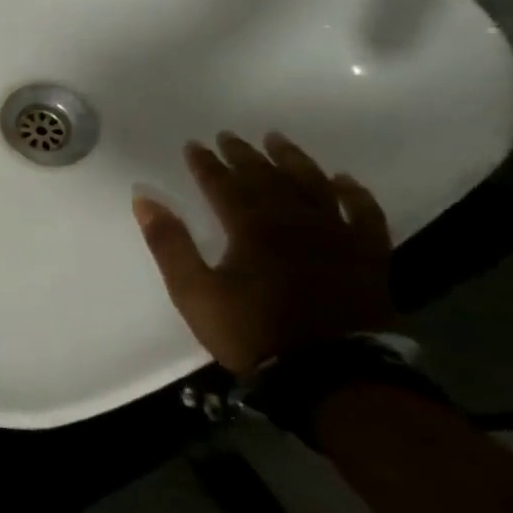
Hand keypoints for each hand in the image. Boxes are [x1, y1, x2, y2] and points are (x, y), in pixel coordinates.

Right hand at [132, 132, 394, 374]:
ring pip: (315, 187)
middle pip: (268, 178)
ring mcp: (337, 238)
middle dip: (245, 155)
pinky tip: (343, 181)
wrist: (332, 376)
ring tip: (278, 141)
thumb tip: (144, 197)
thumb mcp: (193, 291)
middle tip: (229, 136)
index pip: (224, 184)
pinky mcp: (368, 259)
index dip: (206, 164)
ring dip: (294, 161)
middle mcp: (295, 222)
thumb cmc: (252, 332)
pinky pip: (365, 217)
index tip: (194, 144)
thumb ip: (169, 242)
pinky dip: (354, 195)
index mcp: (251, 228)